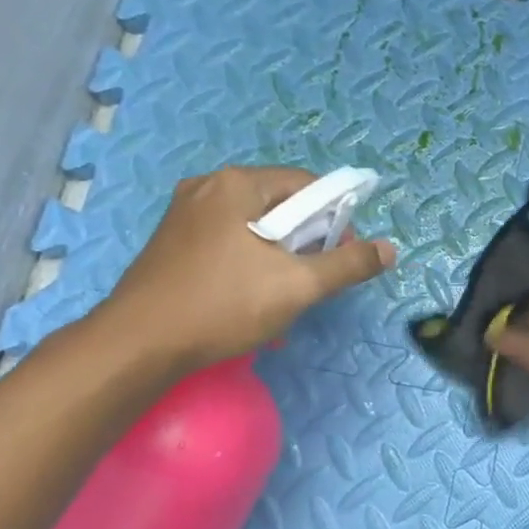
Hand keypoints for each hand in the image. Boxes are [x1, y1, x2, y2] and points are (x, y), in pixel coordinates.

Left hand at [96, 166, 395, 370]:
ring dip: (281, 256)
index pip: (308, 185)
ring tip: (283, 294)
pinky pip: (229, 240)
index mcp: (238, 184)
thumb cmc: (223, 305)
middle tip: (313, 280)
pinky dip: (251, 261)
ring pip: (256, 226)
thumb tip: (390, 250)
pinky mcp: (173, 241)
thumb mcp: (298, 286)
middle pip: (281, 204)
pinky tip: (250, 296)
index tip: (341, 256)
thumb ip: (349, 264)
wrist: (138, 345)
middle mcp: (208, 187)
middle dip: (307, 241)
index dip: (336, 218)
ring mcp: (185, 214)